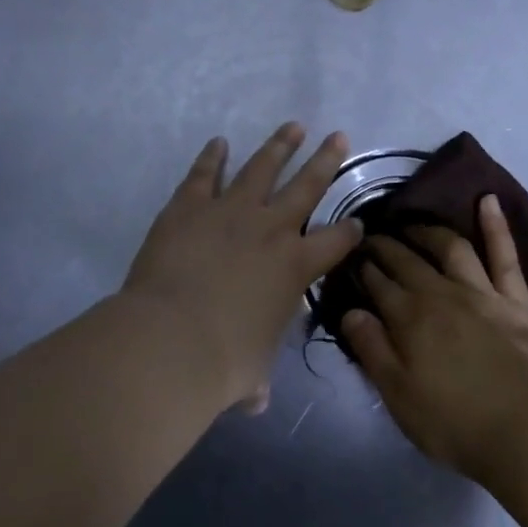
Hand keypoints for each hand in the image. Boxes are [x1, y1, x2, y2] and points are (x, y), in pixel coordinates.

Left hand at [123, 124, 362, 413]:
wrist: (170, 340)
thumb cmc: (223, 362)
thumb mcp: (252, 374)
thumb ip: (257, 380)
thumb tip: (256, 400)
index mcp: (296, 267)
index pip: (337, 241)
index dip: (351, 232)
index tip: (357, 222)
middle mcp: (272, 229)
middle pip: (308, 185)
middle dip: (326, 160)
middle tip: (339, 136)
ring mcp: (230, 212)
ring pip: (262, 168)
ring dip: (279, 145)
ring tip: (293, 126)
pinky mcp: (189, 207)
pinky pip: (204, 175)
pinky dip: (212, 157)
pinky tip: (219, 143)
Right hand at [340, 195, 527, 483]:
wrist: (523, 434)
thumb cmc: (453, 423)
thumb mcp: (398, 395)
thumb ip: (372, 350)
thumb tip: (350, 310)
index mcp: (410, 318)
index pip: (378, 283)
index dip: (362, 268)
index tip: (351, 257)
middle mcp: (442, 294)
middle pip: (408, 260)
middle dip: (385, 245)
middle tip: (371, 237)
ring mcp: (482, 293)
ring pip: (451, 248)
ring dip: (428, 231)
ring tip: (412, 224)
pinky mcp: (515, 301)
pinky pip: (505, 256)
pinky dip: (496, 226)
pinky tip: (488, 200)